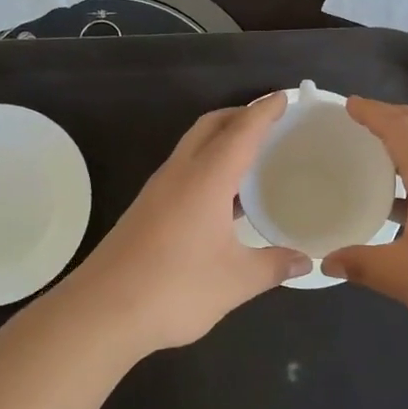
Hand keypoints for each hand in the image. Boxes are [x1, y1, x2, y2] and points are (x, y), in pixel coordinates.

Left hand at [61, 94, 310, 355]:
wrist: (100, 312)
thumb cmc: (175, 289)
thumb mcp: (236, 281)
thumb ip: (274, 266)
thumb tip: (307, 262)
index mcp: (206, 179)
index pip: (241, 132)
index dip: (264, 112)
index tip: (285, 97)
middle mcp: (179, 174)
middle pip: (210, 127)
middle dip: (239, 115)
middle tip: (271, 121)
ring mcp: (157, 191)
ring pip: (192, 147)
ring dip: (220, 140)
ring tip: (252, 155)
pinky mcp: (145, 210)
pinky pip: (183, 171)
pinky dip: (207, 165)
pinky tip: (223, 197)